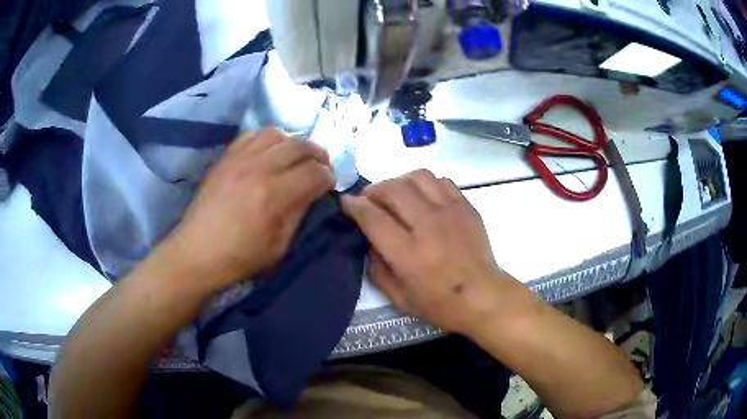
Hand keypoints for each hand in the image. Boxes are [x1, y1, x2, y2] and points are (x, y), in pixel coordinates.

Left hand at [163, 128, 334, 292]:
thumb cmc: (239, 257)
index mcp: (274, 195)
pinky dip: (267, 139)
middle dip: (318, 155)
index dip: (328, 177)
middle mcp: (259, 168)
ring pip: (277, 133)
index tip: (330, 184)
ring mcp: (239, 159)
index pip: (314, 173)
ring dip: (293, 143)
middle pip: (300, 146)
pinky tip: (269, 153)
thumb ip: (298, 212)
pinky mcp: (225, 158)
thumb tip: (312, 191)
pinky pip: (251, 135)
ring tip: (294, 157)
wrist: (196, 252)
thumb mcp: (278, 246)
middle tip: (321, 167)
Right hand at [342, 170, 527, 333]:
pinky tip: (424, 199)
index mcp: (409, 253)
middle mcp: (428, 225)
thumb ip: (377, 268)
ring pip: (418, 176)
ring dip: (399, 182)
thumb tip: (369, 239)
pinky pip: (441, 181)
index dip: (354, 206)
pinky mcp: (466, 207)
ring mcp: (451, 212)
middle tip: (370, 200)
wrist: (483, 297)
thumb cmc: (440, 304)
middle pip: (393, 189)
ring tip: (397, 195)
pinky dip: (426, 184)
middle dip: (374, 190)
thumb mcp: (398, 298)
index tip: (346, 202)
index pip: (373, 217)